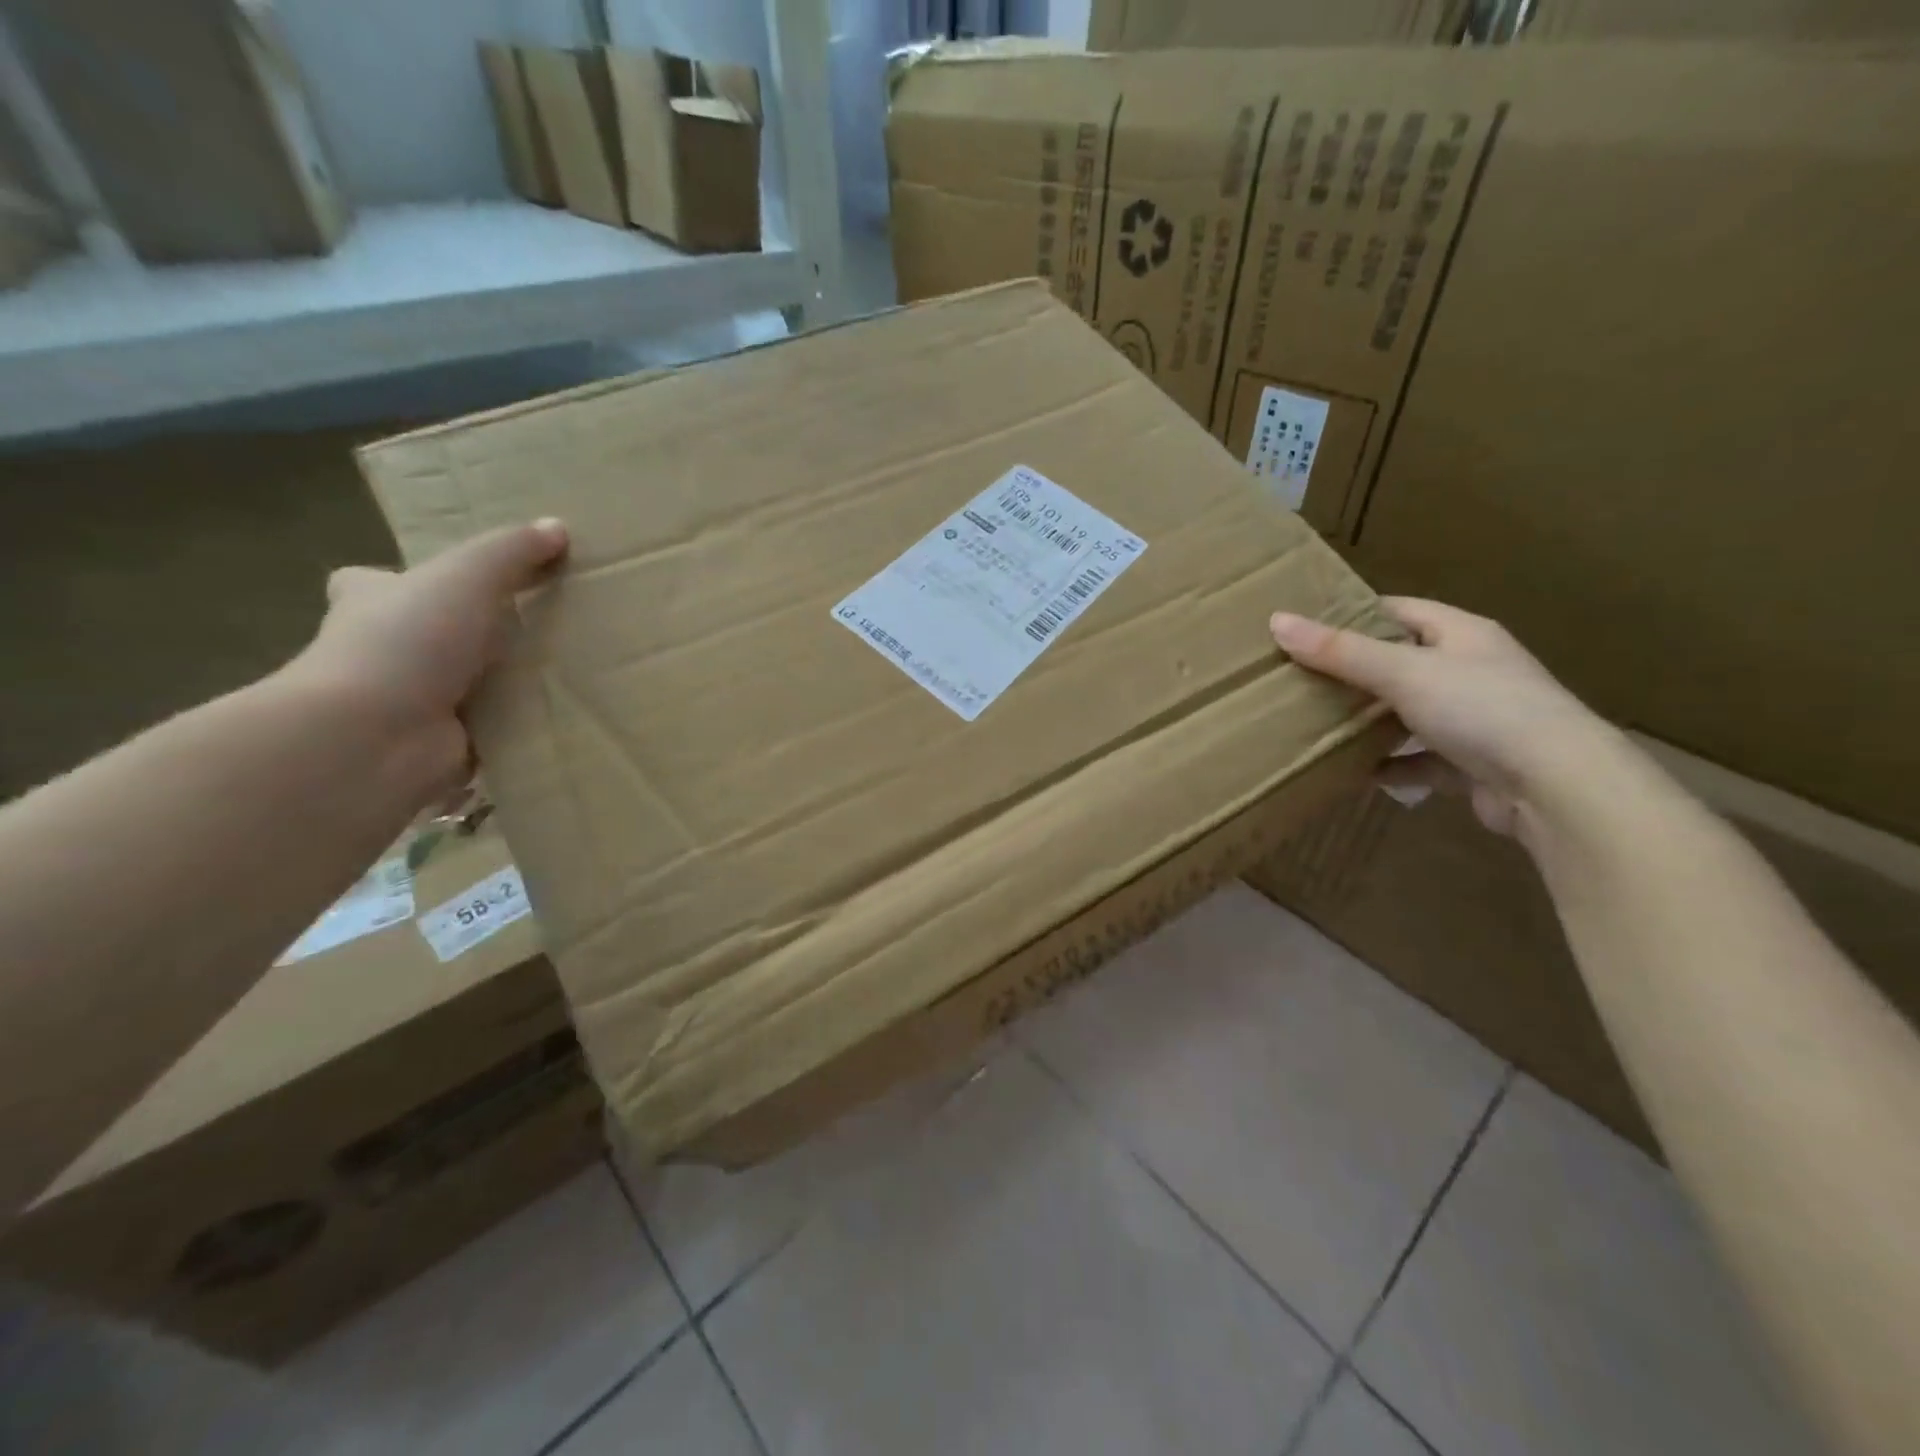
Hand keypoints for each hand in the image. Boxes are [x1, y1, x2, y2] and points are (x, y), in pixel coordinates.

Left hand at [292, 519, 568, 805]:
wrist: (376, 737)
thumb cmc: (407, 642)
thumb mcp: (465, 577)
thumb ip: (510, 551)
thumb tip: (556, 527)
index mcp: (372, 604)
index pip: (370, 584)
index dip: (397, 580)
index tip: (441, 582)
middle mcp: (383, 653)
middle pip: (423, 637)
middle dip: (466, 636)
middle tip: (532, 628)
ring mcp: (409, 705)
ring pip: (462, 687)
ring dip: (501, 686)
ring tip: (568, 672)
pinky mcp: (441, 746)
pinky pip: (489, 733)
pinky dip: (516, 729)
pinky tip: (560, 719)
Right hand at [1270, 598, 1617, 839]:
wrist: (1557, 786)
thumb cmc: (1481, 709)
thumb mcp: (1402, 672)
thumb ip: (1339, 651)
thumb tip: (1277, 621)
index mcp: (1462, 634)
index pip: (1400, 610)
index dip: (1353, 614)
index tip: (1306, 626)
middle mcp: (1473, 670)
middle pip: (1402, 662)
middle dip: (1354, 671)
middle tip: (1300, 677)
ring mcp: (1478, 718)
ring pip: (1410, 713)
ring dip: (1372, 721)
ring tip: (1319, 724)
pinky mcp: (1476, 763)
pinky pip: (1422, 760)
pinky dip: (1393, 766)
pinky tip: (1358, 774)